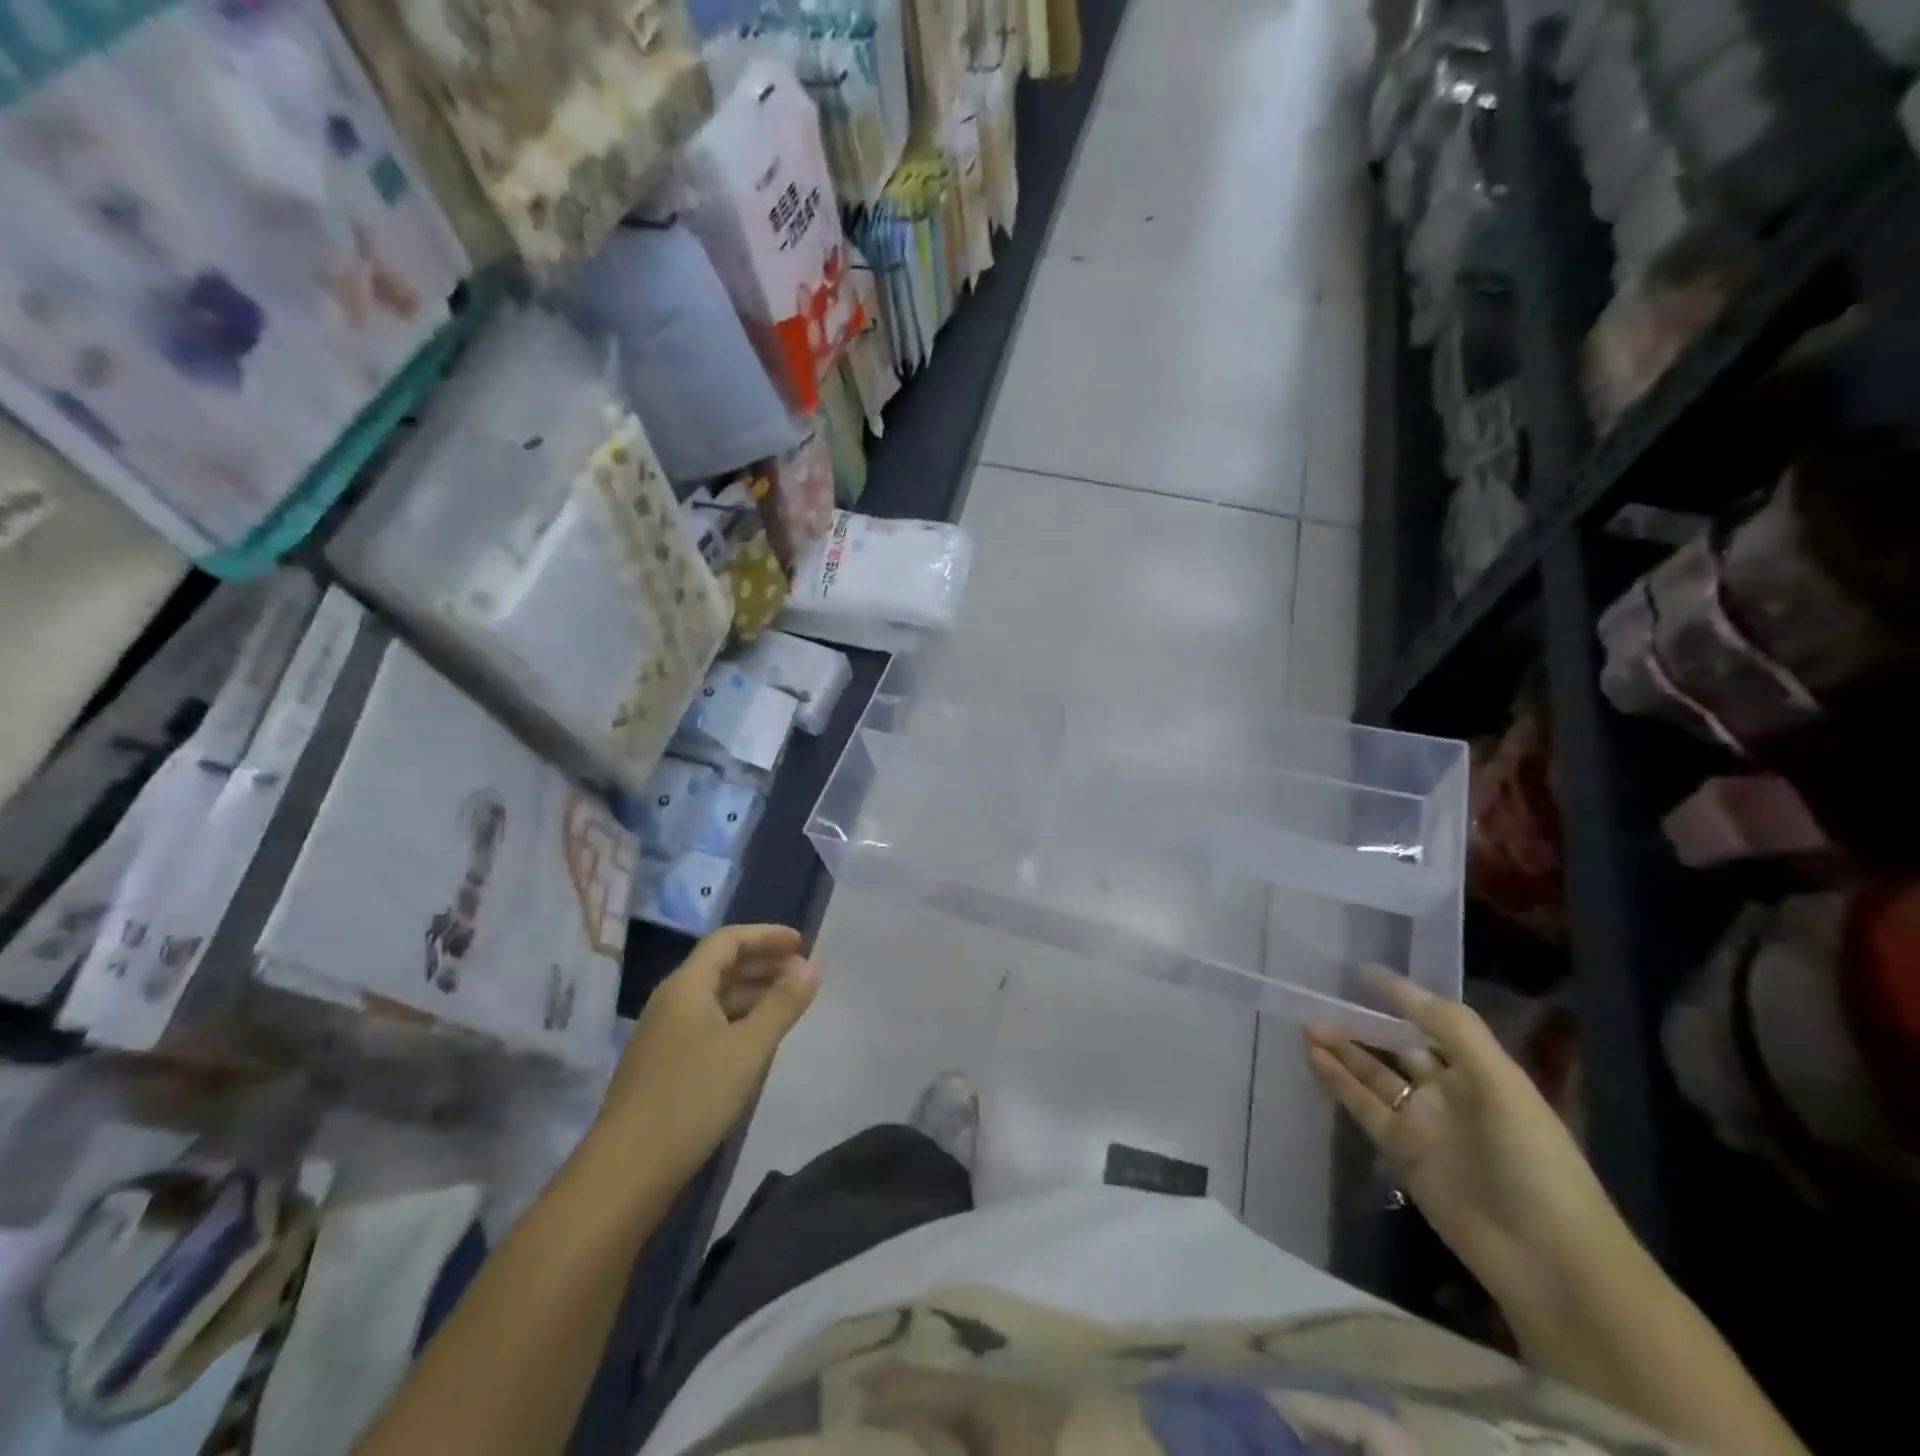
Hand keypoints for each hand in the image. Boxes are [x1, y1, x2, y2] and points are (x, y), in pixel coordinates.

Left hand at [593, 925, 817, 1182]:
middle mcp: (671, 1001)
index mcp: (686, 986)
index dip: (766, 935)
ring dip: (751, 991)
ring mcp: (663, 1034)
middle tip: (801, 971)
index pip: (728, 940)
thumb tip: (811, 966)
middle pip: (720, 965)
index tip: (802, 943)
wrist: (626, 1172)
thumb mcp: (749, 1048)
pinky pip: (706, 1022)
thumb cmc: (692, 1099)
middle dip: (762, 962)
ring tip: (787, 1002)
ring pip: (713, 996)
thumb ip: (782, 1004)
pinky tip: (756, 1039)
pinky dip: (737, 1018)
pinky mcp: (663, 1063)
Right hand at [1304, 969, 1636, 1327]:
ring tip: (1306, 1024)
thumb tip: (1388, 978)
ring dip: (1342, 1050)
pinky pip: (1363, 1107)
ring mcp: (1424, 1124)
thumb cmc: (1534, 1160)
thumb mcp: (1500, 1082)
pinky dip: (1338, 1082)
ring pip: (1373, 1075)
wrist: (1551, 1261)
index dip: (1400, 997)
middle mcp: (1450, 1092)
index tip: (1361, 972)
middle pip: (1397, 1048)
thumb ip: (1449, 1026)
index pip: (1432, 1022)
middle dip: (1362, 1024)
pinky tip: (1313, 1057)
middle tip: (1318, 999)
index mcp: (1481, 1071)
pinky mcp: (1401, 1153)